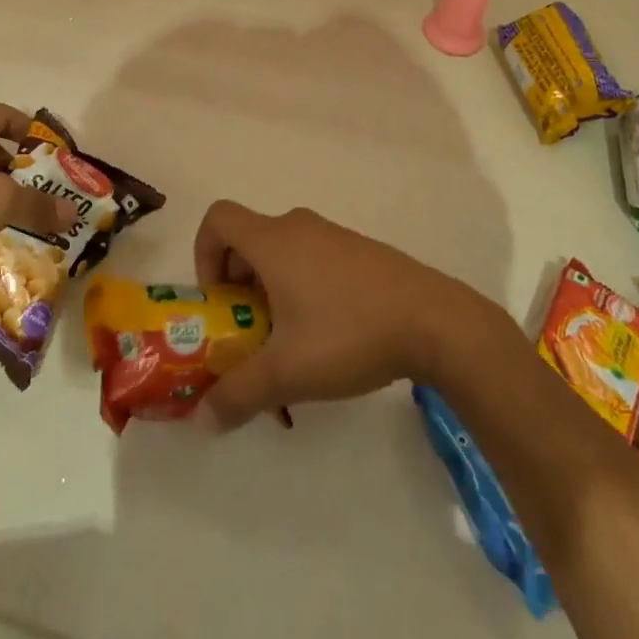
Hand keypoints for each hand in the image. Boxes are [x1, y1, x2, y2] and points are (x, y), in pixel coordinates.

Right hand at [193, 201, 485, 429]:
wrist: (436, 322)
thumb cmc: (349, 334)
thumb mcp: (287, 372)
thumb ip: (239, 394)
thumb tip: (202, 420)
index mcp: (273, 240)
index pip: (218, 219)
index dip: (204, 254)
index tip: (219, 300)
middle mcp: (299, 227)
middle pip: (249, 239)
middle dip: (238, 284)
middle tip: (250, 332)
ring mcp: (334, 236)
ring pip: (283, 252)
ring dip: (271, 290)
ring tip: (290, 341)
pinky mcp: (360, 251)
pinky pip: (313, 258)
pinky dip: (303, 287)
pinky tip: (330, 335)